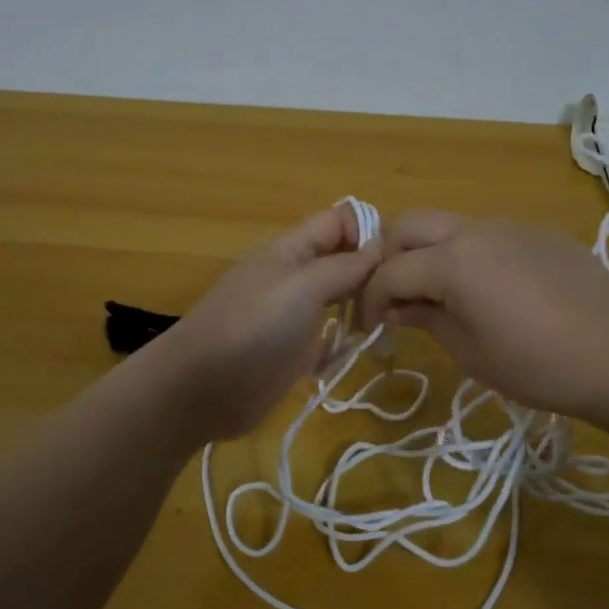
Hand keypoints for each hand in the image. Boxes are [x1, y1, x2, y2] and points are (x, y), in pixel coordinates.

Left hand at [148, 203, 382, 442]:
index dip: (368, 230)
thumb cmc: (254, 324)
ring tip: (387, 321)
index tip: (400, 257)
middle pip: (341, 261)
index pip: (337, 221)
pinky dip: (343, 343)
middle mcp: (293, 276)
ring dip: (361, 308)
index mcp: (290, 249)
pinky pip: (328, 338)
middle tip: (404, 295)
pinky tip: (356, 350)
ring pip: (338, 299)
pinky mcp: (293, 351)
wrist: (204, 387)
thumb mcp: (303, 285)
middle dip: (372, 272)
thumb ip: (344, 266)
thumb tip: (379, 247)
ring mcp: (292, 315)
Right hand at [356, 211, 608, 422]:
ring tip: (437, 294)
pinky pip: (487, 235)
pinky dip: (467, 254)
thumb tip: (397, 308)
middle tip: (392, 297)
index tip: (368, 329)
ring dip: (428, 252)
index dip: (369, 300)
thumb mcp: (470, 352)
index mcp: (452, 260)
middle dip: (389, 258)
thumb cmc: (538, 365)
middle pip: (409, 226)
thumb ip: (426, 319)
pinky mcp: (539, 235)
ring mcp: (511, 227)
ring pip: (448, 226)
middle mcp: (475, 230)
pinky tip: (487, 290)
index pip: (389, 271)